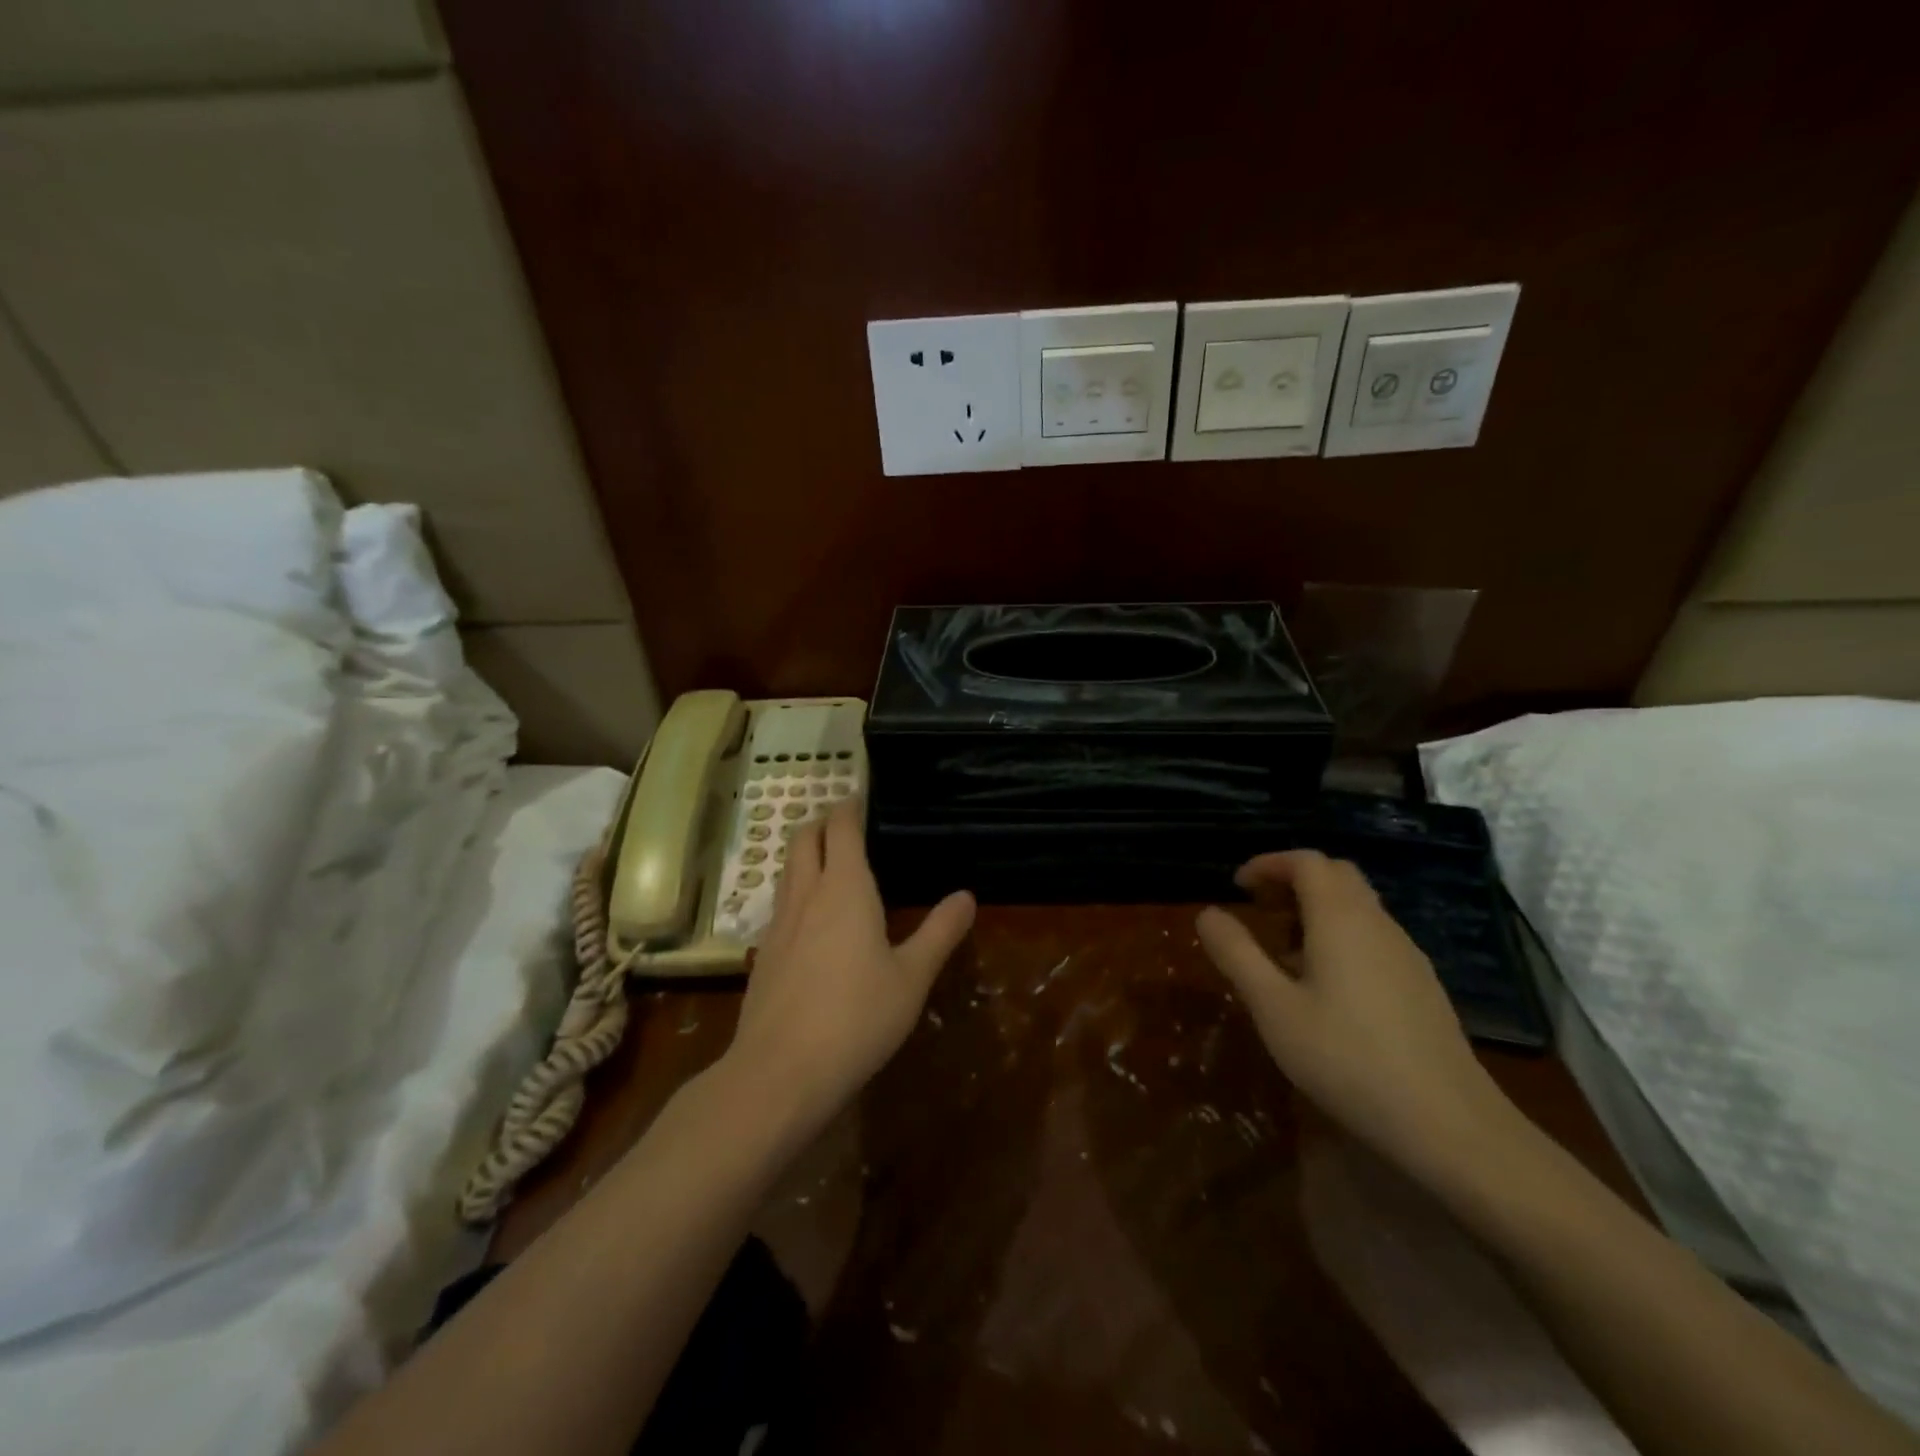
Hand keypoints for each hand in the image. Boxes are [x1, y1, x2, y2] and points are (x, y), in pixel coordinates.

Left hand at [724, 801, 974, 1132]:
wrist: (779, 1072)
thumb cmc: (857, 1018)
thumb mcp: (912, 977)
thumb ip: (940, 933)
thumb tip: (966, 896)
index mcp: (845, 889)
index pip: (842, 827)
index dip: (850, 806)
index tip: (862, 798)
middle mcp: (806, 895)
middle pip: (804, 838)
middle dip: (822, 822)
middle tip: (848, 826)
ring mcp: (778, 924)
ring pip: (788, 869)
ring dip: (806, 854)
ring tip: (832, 864)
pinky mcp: (764, 953)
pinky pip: (780, 903)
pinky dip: (797, 890)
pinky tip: (813, 920)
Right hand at [1196, 850, 1520, 1177]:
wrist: (1449, 1125)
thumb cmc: (1346, 1058)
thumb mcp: (1273, 1007)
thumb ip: (1237, 954)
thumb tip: (1208, 912)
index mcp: (1341, 918)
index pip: (1306, 861)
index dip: (1269, 863)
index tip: (1238, 886)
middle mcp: (1378, 924)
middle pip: (1337, 876)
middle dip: (1293, 881)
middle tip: (1260, 908)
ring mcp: (1407, 955)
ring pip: (1358, 908)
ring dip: (1316, 910)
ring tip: (1283, 951)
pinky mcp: (1422, 986)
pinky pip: (1374, 938)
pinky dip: (1340, 937)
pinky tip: (1326, 987)